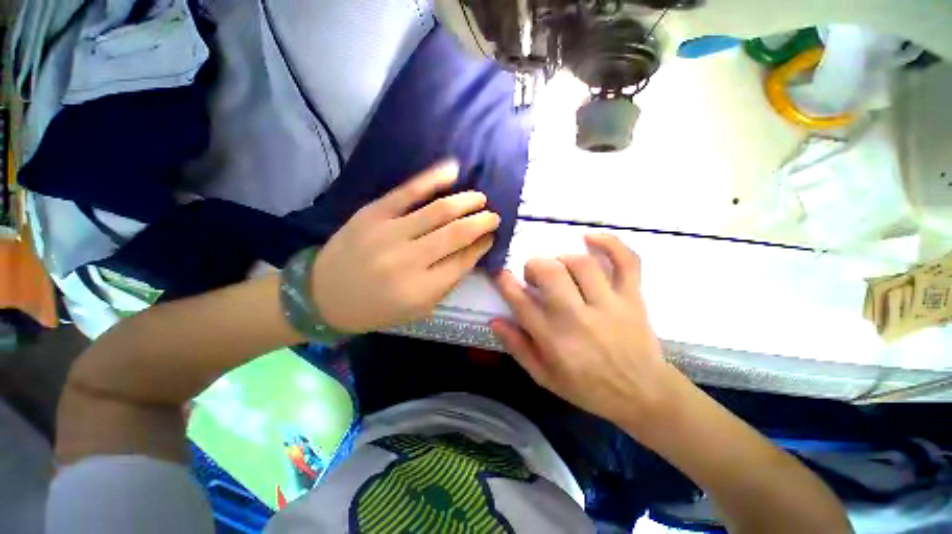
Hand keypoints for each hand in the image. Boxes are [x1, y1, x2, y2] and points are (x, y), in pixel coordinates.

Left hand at [312, 161, 498, 332]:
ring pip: (439, 211)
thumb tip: (472, 252)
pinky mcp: (372, 213)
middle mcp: (408, 260)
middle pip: (456, 234)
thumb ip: (447, 282)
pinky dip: (433, 178)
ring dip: (466, 201)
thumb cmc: (376, 309)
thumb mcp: (418, 309)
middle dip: (481, 222)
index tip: (491, 237)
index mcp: (421, 289)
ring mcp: (388, 233)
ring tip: (480, 199)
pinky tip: (452, 170)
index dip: (481, 246)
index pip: (463, 261)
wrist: (323, 295)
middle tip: (493, 216)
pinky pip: (407, 191)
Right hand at [492, 234, 679, 431]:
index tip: (500, 273)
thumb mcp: (544, 377)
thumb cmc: (588, 388)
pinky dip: (610, 243)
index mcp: (553, 340)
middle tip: (534, 274)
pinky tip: (591, 238)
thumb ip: (518, 347)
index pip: (521, 302)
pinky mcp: (633, 298)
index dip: (505, 282)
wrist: (643, 394)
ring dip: (563, 258)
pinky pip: (626, 261)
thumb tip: (494, 321)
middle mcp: (578, 318)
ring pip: (582, 264)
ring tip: (559, 267)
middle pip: (551, 274)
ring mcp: (609, 305)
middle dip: (535, 266)